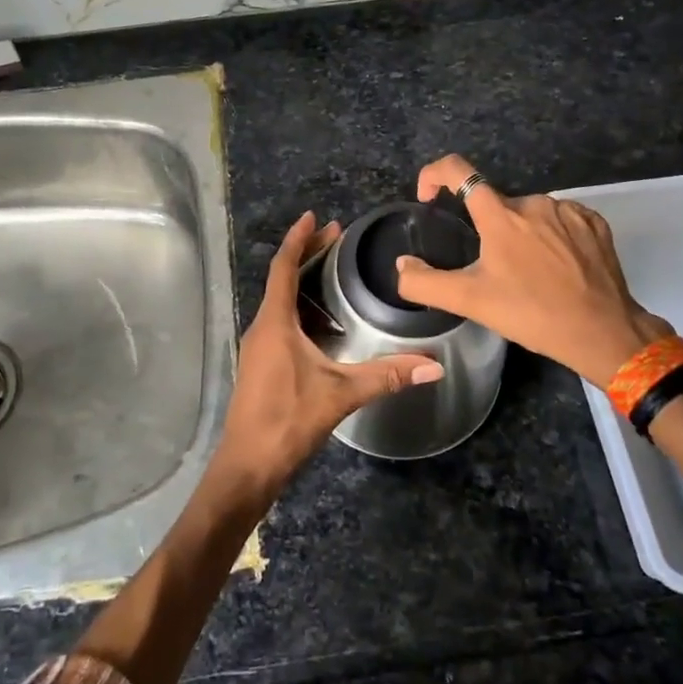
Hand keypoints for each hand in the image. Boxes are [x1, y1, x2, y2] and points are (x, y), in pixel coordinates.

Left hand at [214, 211, 443, 500]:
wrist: (248, 466)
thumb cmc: (287, 420)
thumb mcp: (340, 394)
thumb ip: (386, 376)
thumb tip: (434, 364)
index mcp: (275, 323)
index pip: (283, 267)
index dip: (298, 239)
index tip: (314, 217)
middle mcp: (262, 327)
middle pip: (282, 279)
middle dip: (307, 255)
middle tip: (337, 236)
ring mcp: (258, 346)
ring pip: (280, 301)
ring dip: (303, 281)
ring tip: (333, 270)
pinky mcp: (261, 364)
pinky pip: (281, 321)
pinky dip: (301, 307)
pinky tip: (324, 320)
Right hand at [396, 155, 671, 386]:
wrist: (602, 332)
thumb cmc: (532, 314)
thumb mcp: (470, 302)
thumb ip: (424, 283)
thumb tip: (401, 265)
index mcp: (500, 216)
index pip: (458, 171)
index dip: (434, 175)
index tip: (429, 198)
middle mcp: (533, 202)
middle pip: (495, 204)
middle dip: (487, 230)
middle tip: (493, 270)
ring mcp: (567, 210)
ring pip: (529, 213)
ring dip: (521, 234)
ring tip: (529, 274)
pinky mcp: (594, 222)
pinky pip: (560, 219)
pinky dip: (551, 236)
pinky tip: (557, 266)